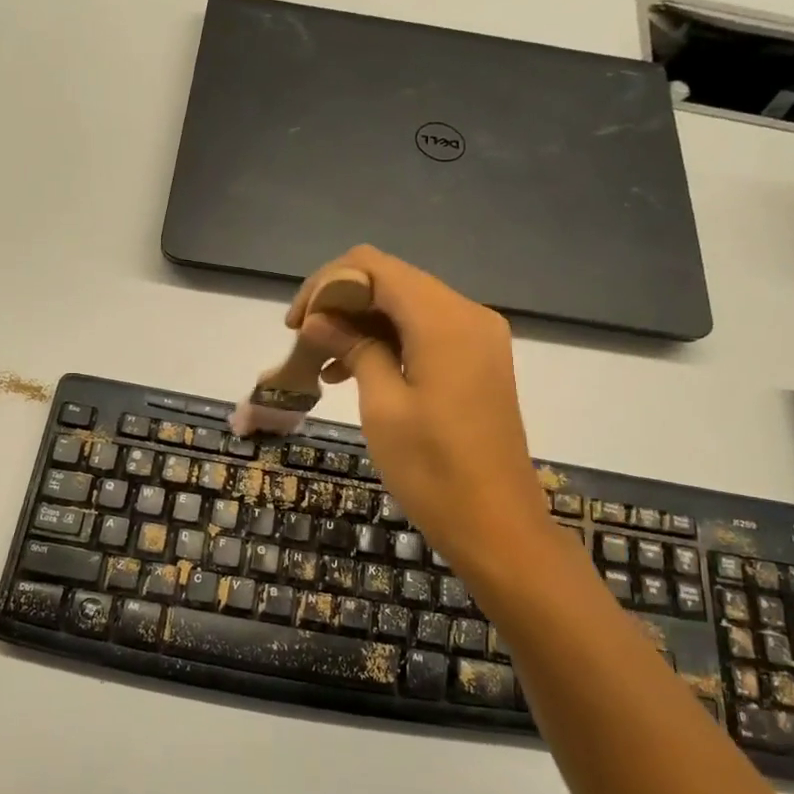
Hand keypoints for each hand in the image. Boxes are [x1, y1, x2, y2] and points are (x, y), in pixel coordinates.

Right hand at [288, 246, 549, 573]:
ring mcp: (478, 338)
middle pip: (392, 281)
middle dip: (342, 302)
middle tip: (304, 342)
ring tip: (322, 361)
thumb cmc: (433, 471)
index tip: (295, 324)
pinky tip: (353, 371)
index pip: (373, 266)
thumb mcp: (383, 406)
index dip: (326, 285)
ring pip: (407, 307)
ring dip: (363, 323)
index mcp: (444, 319)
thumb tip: (318, 318)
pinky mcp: (479, 362)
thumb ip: (353, 348)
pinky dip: (389, 342)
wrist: (498, 526)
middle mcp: (467, 314)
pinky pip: (426, 333)